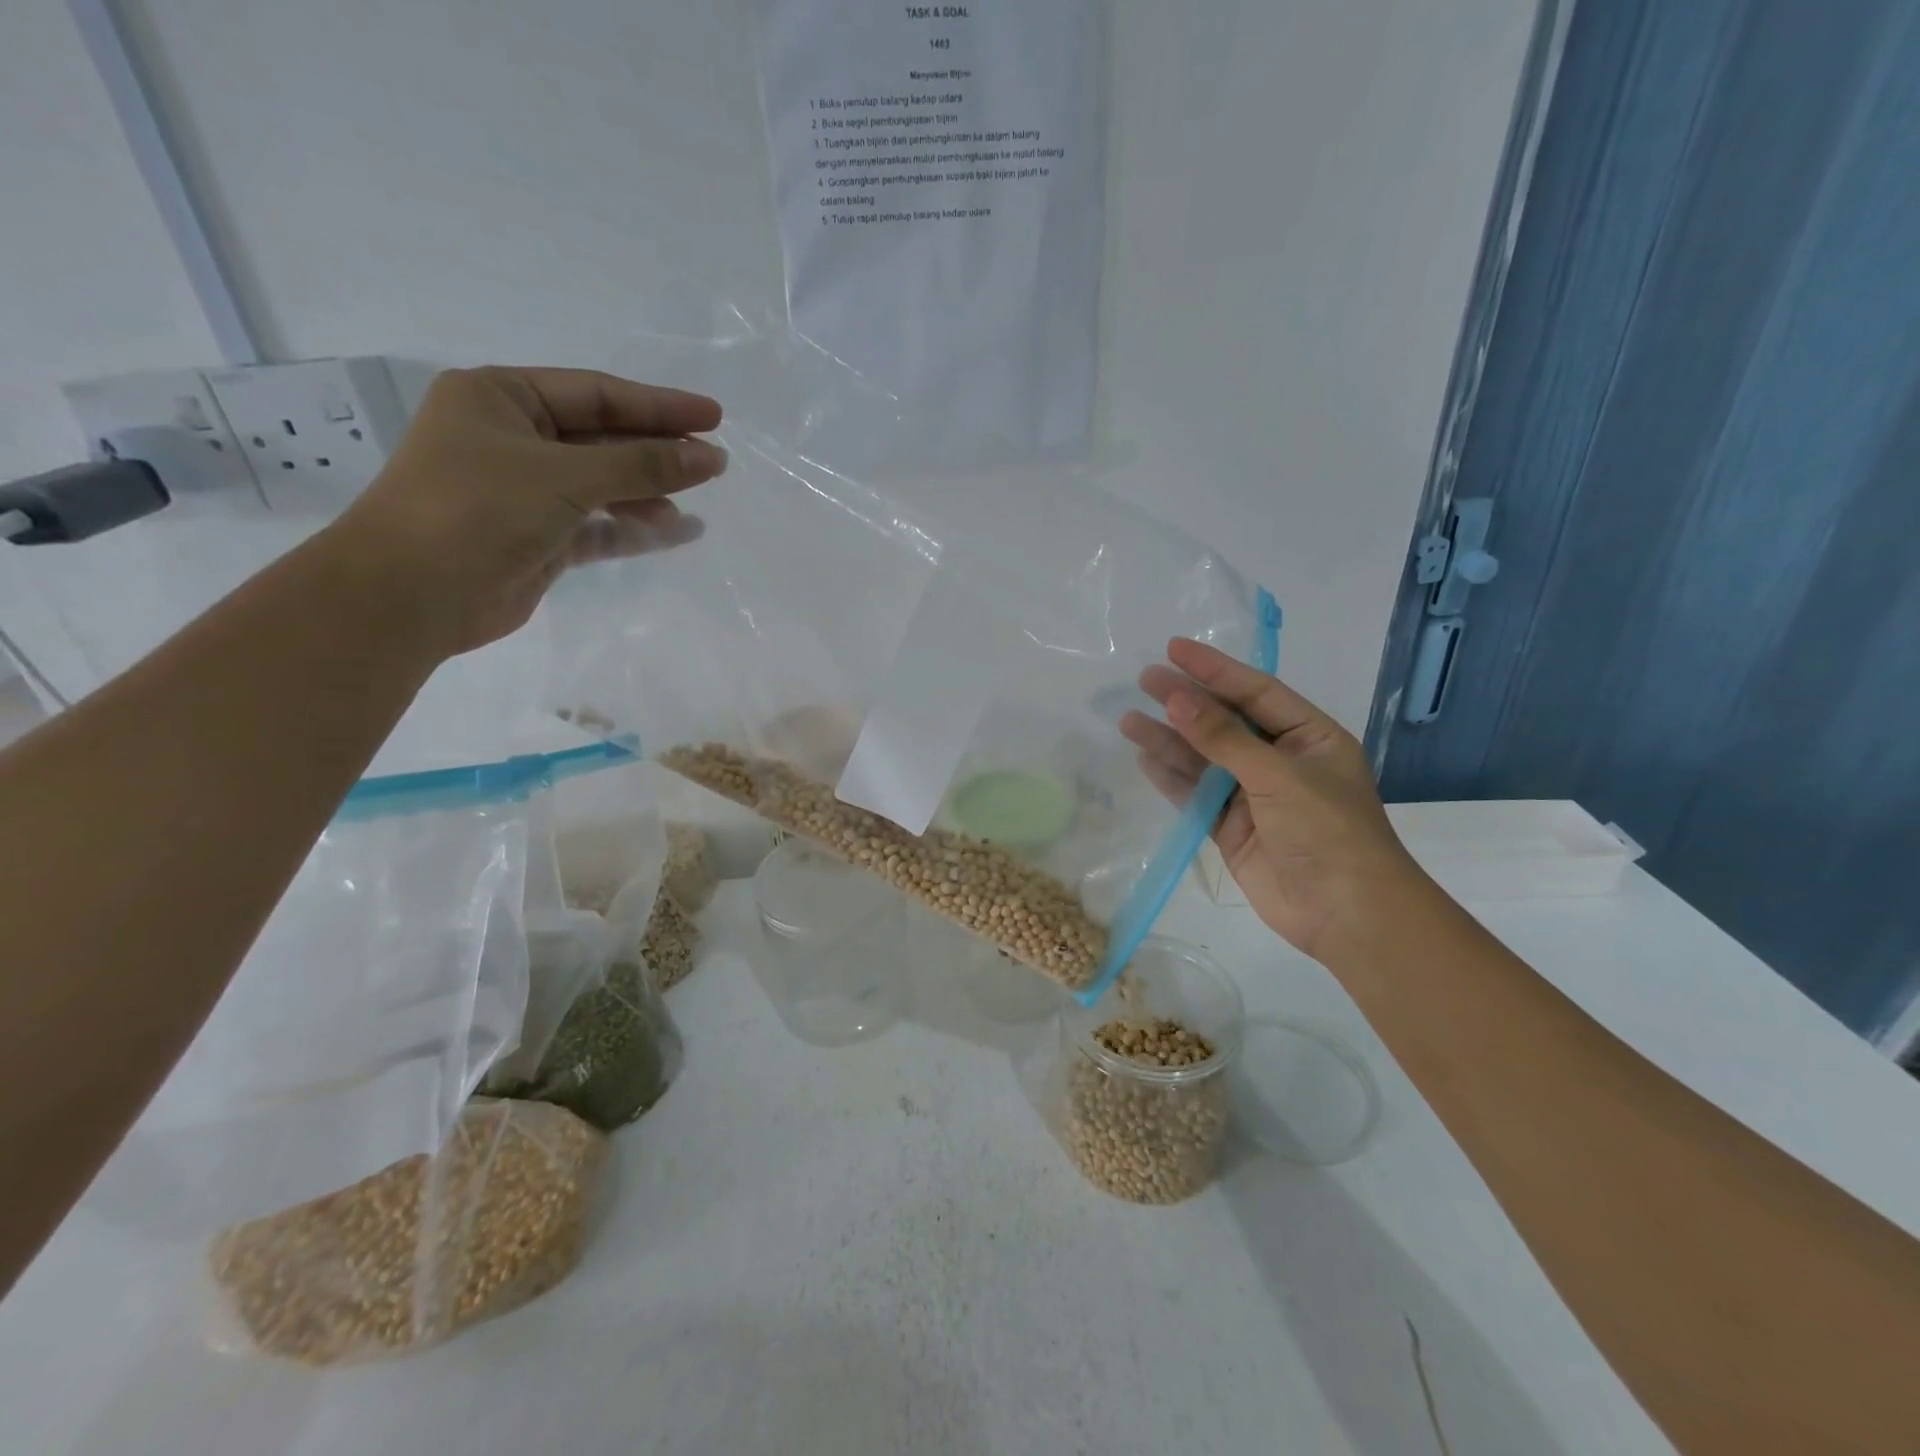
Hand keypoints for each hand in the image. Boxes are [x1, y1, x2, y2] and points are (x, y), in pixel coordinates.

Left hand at [333, 366, 725, 655]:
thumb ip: (642, 465)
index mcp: (502, 398)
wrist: (413, 595)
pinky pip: (599, 525)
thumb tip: (710, 457)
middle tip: (714, 462)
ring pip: (604, 484)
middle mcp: (514, 439)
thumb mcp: (565, 477)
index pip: (597, 394)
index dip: (659, 406)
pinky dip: (634, 528)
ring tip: (694, 504)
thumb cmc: (478, 510)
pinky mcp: (540, 537)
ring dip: (649, 493)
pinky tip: (677, 532)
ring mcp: (527, 491)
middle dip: (658, 451)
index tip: (714, 418)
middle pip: (604, 438)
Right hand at [1121, 639, 1424, 959]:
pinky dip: (1171, 778)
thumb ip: (1224, 738)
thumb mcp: (1278, 774)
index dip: (1215, 669)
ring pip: (1204, 759)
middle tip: (1143, 679)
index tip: (1173, 649)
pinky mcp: (1232, 829)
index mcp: (1309, 736)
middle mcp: (1281, 760)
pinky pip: (1196, 795)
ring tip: (1128, 720)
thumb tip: (1176, 699)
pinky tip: (1144, 758)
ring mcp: (1254, 796)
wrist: (1347, 914)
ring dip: (1169, 740)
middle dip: (1186, 701)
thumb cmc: (1327, 830)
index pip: (1256, 691)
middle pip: (1225, 722)